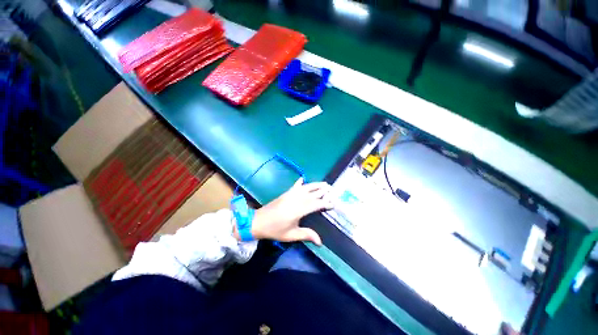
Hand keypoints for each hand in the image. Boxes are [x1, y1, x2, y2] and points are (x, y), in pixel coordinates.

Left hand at [235, 178, 332, 244]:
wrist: (258, 221)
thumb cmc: (275, 230)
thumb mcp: (291, 235)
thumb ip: (306, 235)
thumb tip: (320, 242)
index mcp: (298, 210)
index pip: (315, 204)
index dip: (325, 203)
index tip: (333, 203)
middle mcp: (296, 199)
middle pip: (312, 194)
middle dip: (323, 191)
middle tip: (332, 189)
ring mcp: (290, 194)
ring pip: (306, 188)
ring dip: (315, 185)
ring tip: (324, 183)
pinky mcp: (286, 193)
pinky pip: (295, 186)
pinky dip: (299, 182)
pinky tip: (303, 178)